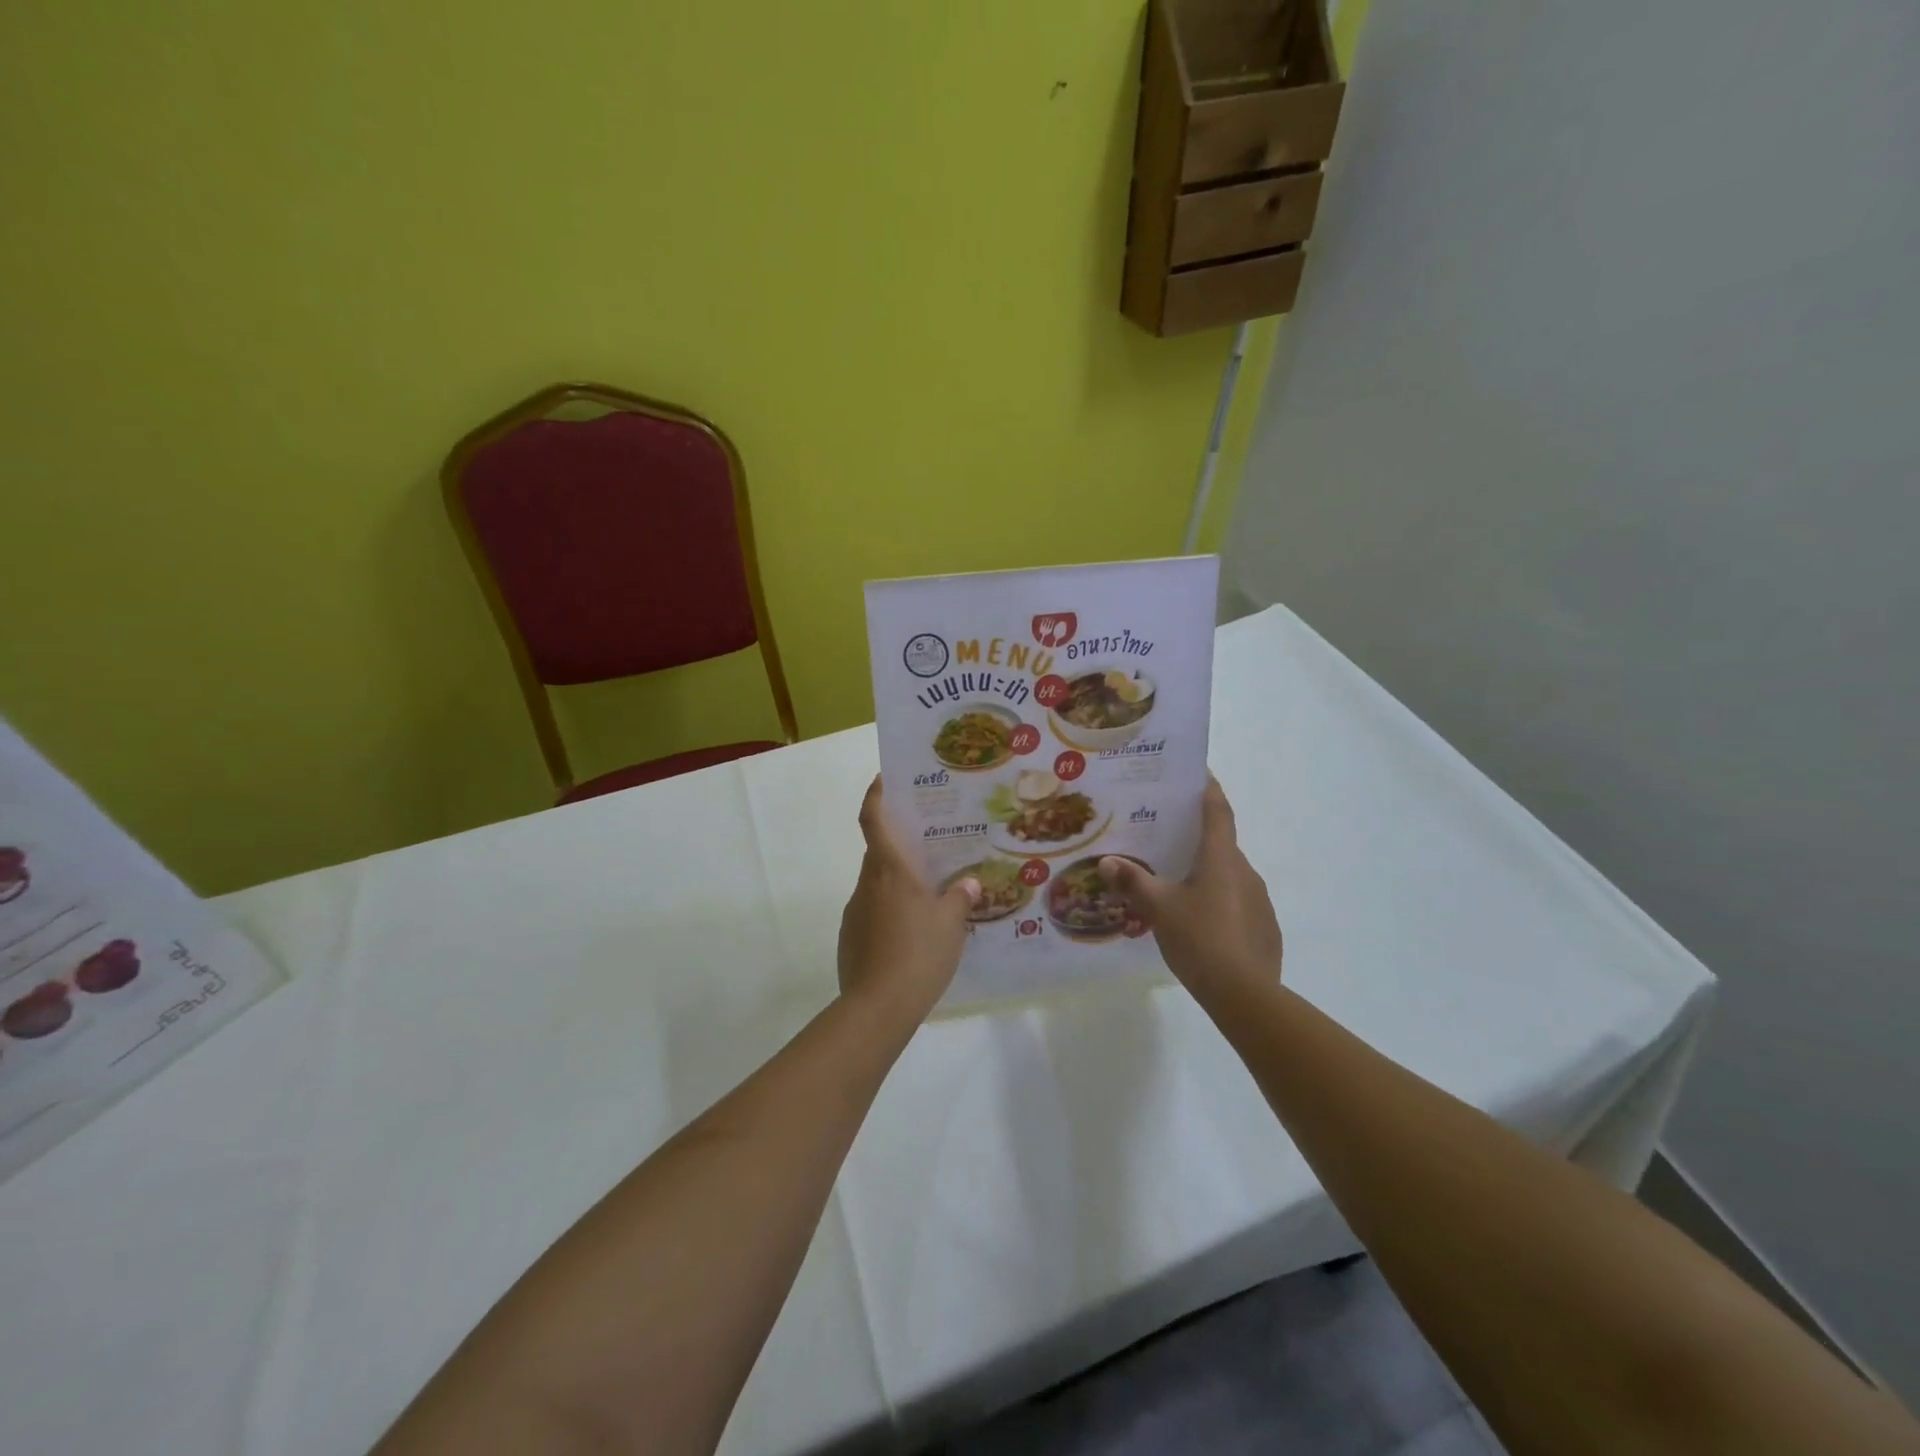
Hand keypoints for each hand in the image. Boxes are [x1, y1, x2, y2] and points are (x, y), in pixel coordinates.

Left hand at [837, 777, 979, 1020]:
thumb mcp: (951, 924)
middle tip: (930, 851)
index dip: (875, 795)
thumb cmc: (918, 952)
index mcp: (889, 870)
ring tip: (929, 902)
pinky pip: (872, 915)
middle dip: (901, 848)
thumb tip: (966, 884)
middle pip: (879, 854)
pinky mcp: (849, 939)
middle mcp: (866, 884)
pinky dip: (889, 916)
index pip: (873, 819)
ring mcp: (853, 912)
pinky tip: (912, 938)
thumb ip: (959, 898)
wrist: (877, 1007)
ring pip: (877, 887)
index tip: (883, 780)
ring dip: (898, 887)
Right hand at [1099, 777, 1282, 1008]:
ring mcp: (1259, 900)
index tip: (1200, 773)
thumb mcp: (1158, 909)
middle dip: (1197, 839)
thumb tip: (1107, 862)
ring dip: (1207, 874)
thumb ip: (1132, 882)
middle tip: (1167, 838)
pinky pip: (1238, 903)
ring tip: (1177, 885)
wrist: (1246, 995)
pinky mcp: (1264, 927)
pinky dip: (1218, 902)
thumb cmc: (1200, 939)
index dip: (1209, 789)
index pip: (1218, 811)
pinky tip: (1199, 922)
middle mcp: (1244, 870)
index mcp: (1220, 858)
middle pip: (1220, 844)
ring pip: (1228, 876)